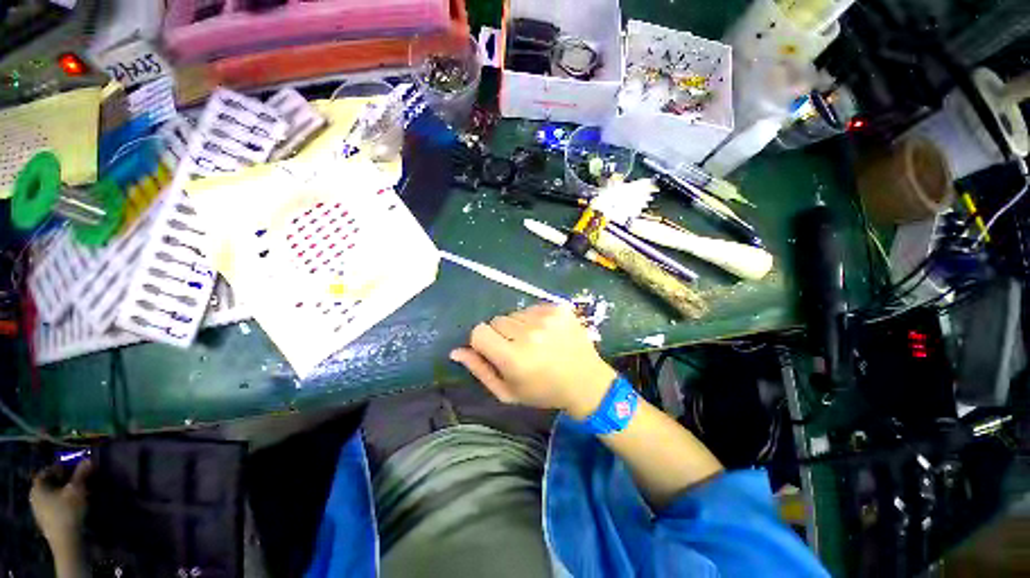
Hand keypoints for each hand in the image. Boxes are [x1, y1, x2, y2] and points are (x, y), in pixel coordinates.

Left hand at [30, 460, 92, 549]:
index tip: (75, 468)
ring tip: (82, 492)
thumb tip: (88, 460)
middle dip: (66, 481)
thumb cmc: (69, 511)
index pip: (47, 471)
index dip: (61, 467)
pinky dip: (66, 502)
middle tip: (80, 480)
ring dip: (67, 492)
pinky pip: (56, 506)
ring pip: (54, 496)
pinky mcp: (48, 520)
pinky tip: (76, 506)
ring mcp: (40, 511)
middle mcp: (35, 497)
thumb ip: (82, 474)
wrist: (66, 541)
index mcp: (38, 487)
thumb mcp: (77, 490)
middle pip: (51, 484)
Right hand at [450, 305, 616, 418]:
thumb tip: (456, 351)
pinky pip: (532, 307)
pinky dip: (534, 319)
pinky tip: (547, 333)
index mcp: (514, 358)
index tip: (494, 350)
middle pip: (497, 320)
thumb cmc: (543, 391)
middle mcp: (530, 334)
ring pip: (514, 313)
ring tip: (535, 342)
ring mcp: (547, 318)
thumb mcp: (508, 392)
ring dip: (519, 326)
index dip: (482, 341)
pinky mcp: (559, 308)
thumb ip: (480, 370)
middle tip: (519, 349)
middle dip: (502, 334)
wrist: (586, 381)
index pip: (479, 332)